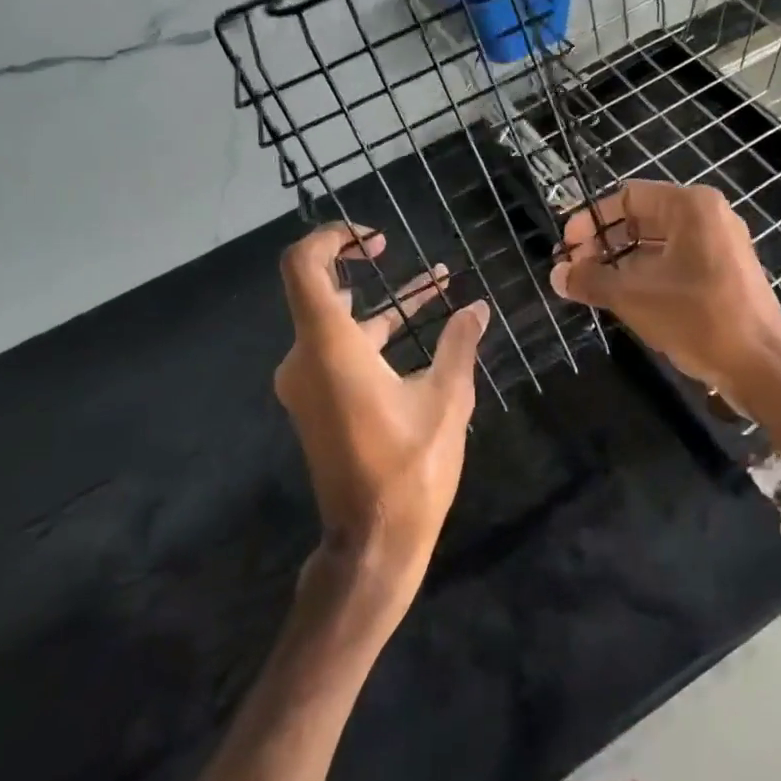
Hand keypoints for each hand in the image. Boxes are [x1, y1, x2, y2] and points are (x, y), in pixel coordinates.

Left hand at [274, 224, 487, 616]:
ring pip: (339, 322)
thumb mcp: (446, 399)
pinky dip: (376, 333)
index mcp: (330, 349)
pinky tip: (424, 325)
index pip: (304, 267)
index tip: (374, 238)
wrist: (372, 543)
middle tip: (390, 248)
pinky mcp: (319, 401)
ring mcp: (308, 382)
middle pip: (319, 290)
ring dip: (382, 300)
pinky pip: (343, 350)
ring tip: (437, 279)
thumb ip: (458, 344)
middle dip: (358, 264)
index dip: (331, 238)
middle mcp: (306, 358)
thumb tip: (477, 306)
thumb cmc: (410, 468)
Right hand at [548, 181, 780, 399]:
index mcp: (690, 206)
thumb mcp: (635, 297)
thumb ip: (591, 280)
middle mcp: (709, 216)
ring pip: (659, 242)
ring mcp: (721, 244)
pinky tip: (626, 298)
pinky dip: (648, 273)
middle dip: (605, 242)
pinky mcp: (727, 272)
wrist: (763, 367)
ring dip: (623, 261)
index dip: (591, 220)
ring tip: (593, 286)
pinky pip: (678, 261)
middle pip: (643, 217)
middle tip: (576, 269)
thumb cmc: (698, 319)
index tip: (566, 248)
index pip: (627, 197)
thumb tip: (557, 275)